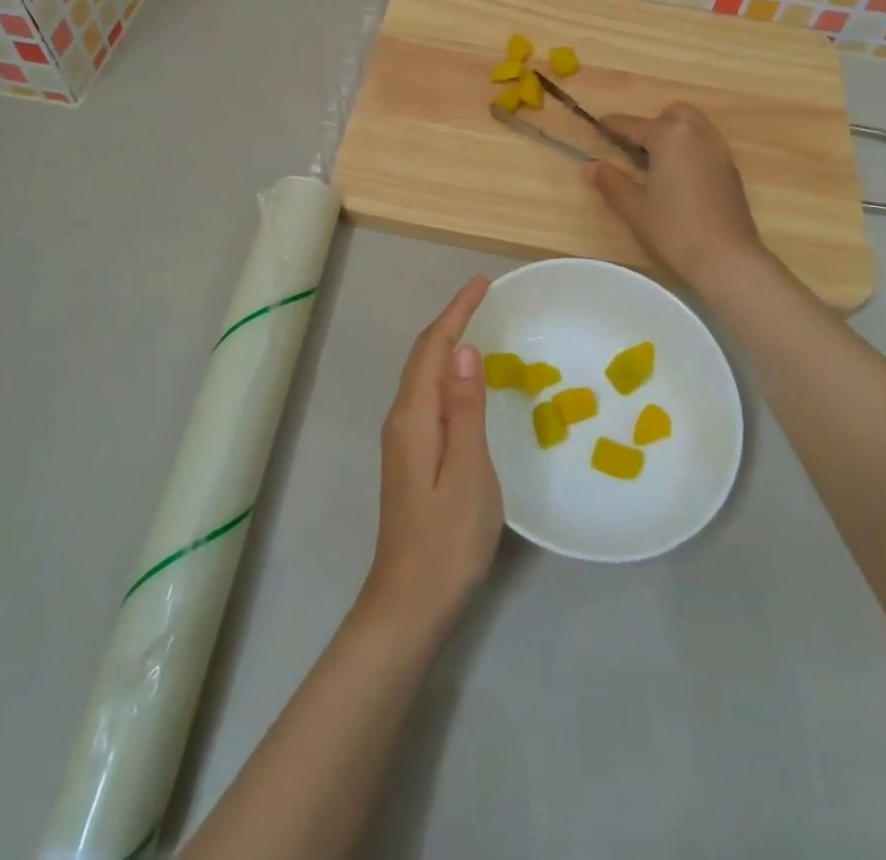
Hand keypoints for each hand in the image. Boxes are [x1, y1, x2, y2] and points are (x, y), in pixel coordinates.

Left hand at [358, 275, 502, 640]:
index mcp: (414, 416)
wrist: (409, 603)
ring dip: (446, 344)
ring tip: (477, 325)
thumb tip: (462, 349)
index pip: (433, 346)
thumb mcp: (468, 471)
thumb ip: (464, 408)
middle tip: (484, 297)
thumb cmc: (448, 539)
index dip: (457, 311)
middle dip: (450, 320)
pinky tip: (464, 381)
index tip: (482, 282)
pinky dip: (445, 372)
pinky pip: (428, 396)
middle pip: (423, 355)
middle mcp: (401, 418)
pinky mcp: (410, 457)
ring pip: (423, 374)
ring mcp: (403, 439)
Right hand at [582, 103, 764, 284]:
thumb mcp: (634, 207)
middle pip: (674, 114)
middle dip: (654, 123)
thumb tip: (589, 165)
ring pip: (695, 127)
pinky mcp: (731, 171)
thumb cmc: (673, 229)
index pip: (635, 125)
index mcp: (670, 137)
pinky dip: (691, 149)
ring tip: (658, 162)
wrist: (727, 258)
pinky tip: (680, 177)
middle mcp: (698, 135)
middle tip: (636, 148)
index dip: (614, 125)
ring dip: (675, 134)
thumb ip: (611, 182)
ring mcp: (719, 152)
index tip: (600, 124)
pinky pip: (708, 145)